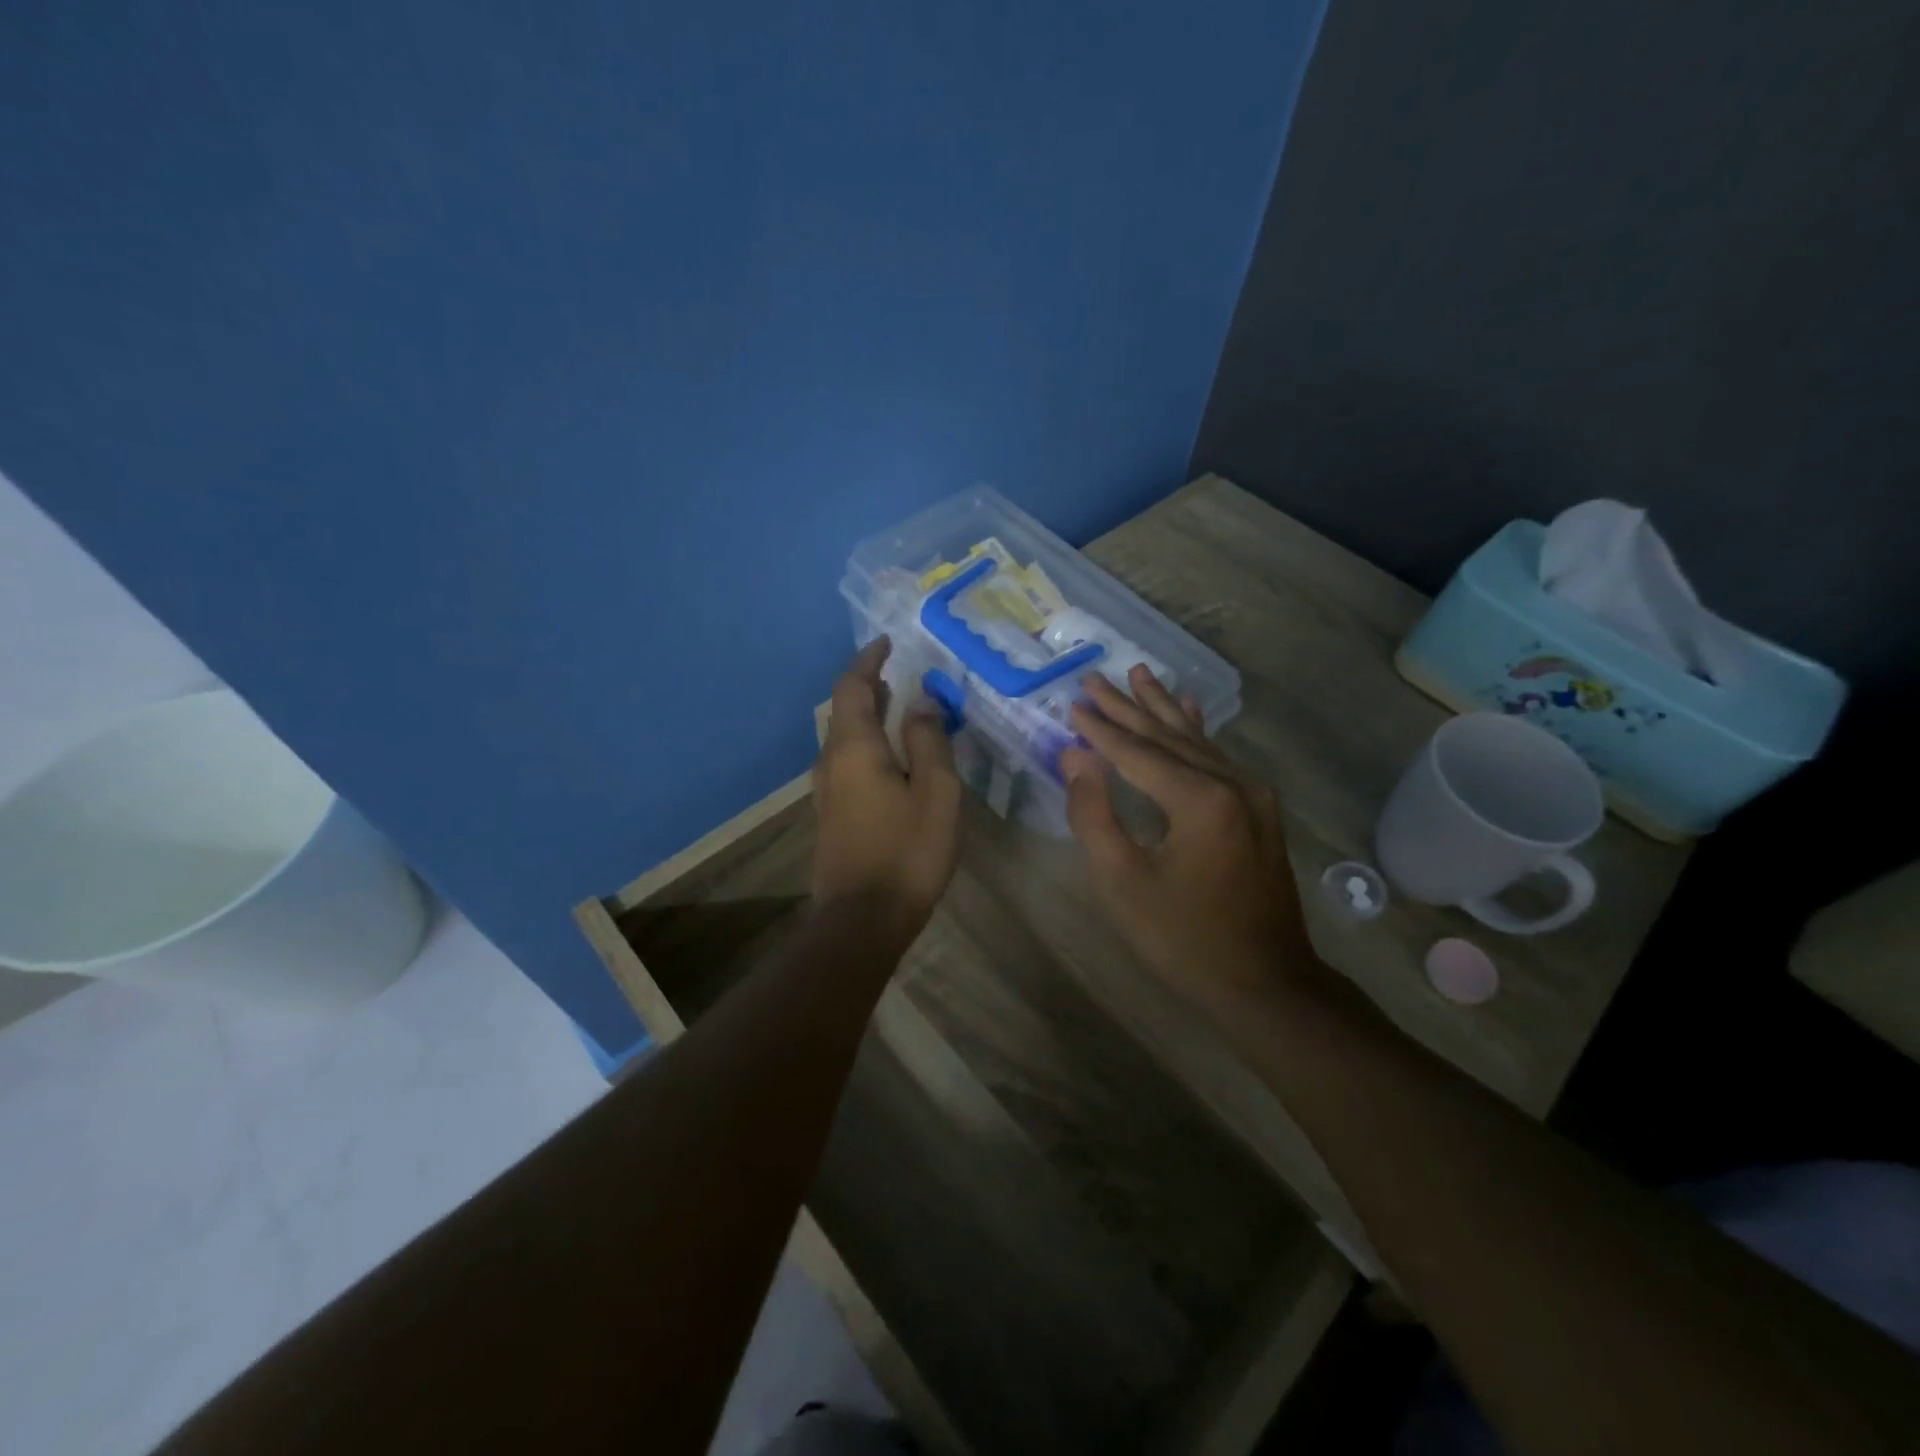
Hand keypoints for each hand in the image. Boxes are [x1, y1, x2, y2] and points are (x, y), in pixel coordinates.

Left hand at [812, 638, 963, 938]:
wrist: (863, 919)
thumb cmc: (908, 851)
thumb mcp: (936, 791)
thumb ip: (929, 740)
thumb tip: (922, 701)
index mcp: (854, 748)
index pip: (853, 687)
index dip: (869, 661)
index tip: (887, 642)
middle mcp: (832, 761)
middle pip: (844, 710)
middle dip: (868, 686)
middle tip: (897, 671)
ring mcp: (827, 790)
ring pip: (844, 737)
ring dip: (867, 714)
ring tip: (897, 704)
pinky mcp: (831, 814)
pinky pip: (847, 760)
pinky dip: (867, 742)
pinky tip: (891, 756)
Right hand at [1060, 667, 1312, 997]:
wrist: (1265, 983)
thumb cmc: (1183, 938)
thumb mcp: (1122, 882)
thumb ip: (1093, 814)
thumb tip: (1074, 758)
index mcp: (1200, 800)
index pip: (1136, 753)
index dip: (1100, 730)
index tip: (1072, 703)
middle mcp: (1232, 782)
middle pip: (1167, 737)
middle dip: (1127, 708)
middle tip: (1094, 678)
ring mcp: (1252, 793)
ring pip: (1196, 740)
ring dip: (1162, 708)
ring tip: (1139, 673)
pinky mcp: (1259, 808)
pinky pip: (1219, 758)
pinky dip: (1197, 731)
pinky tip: (1191, 708)